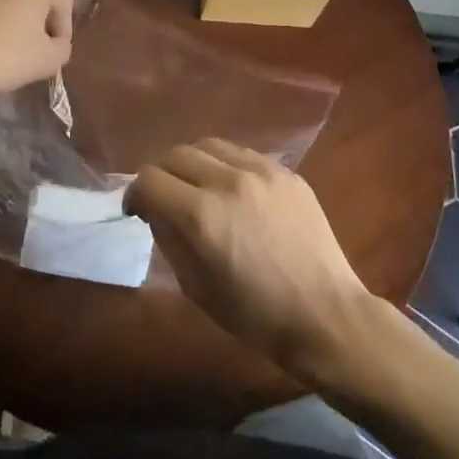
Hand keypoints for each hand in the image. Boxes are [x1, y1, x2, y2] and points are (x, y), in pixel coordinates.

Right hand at [127, 140, 378, 382]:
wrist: (323, 313)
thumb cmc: (254, 314)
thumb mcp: (195, 286)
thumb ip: (169, 238)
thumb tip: (155, 210)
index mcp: (201, 215)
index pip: (150, 179)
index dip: (136, 194)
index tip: (138, 210)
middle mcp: (228, 180)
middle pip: (176, 154)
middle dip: (161, 174)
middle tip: (164, 198)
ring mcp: (261, 170)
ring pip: (209, 144)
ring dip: (193, 163)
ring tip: (198, 186)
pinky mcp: (285, 171)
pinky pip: (243, 153)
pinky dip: (226, 165)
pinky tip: (233, 189)